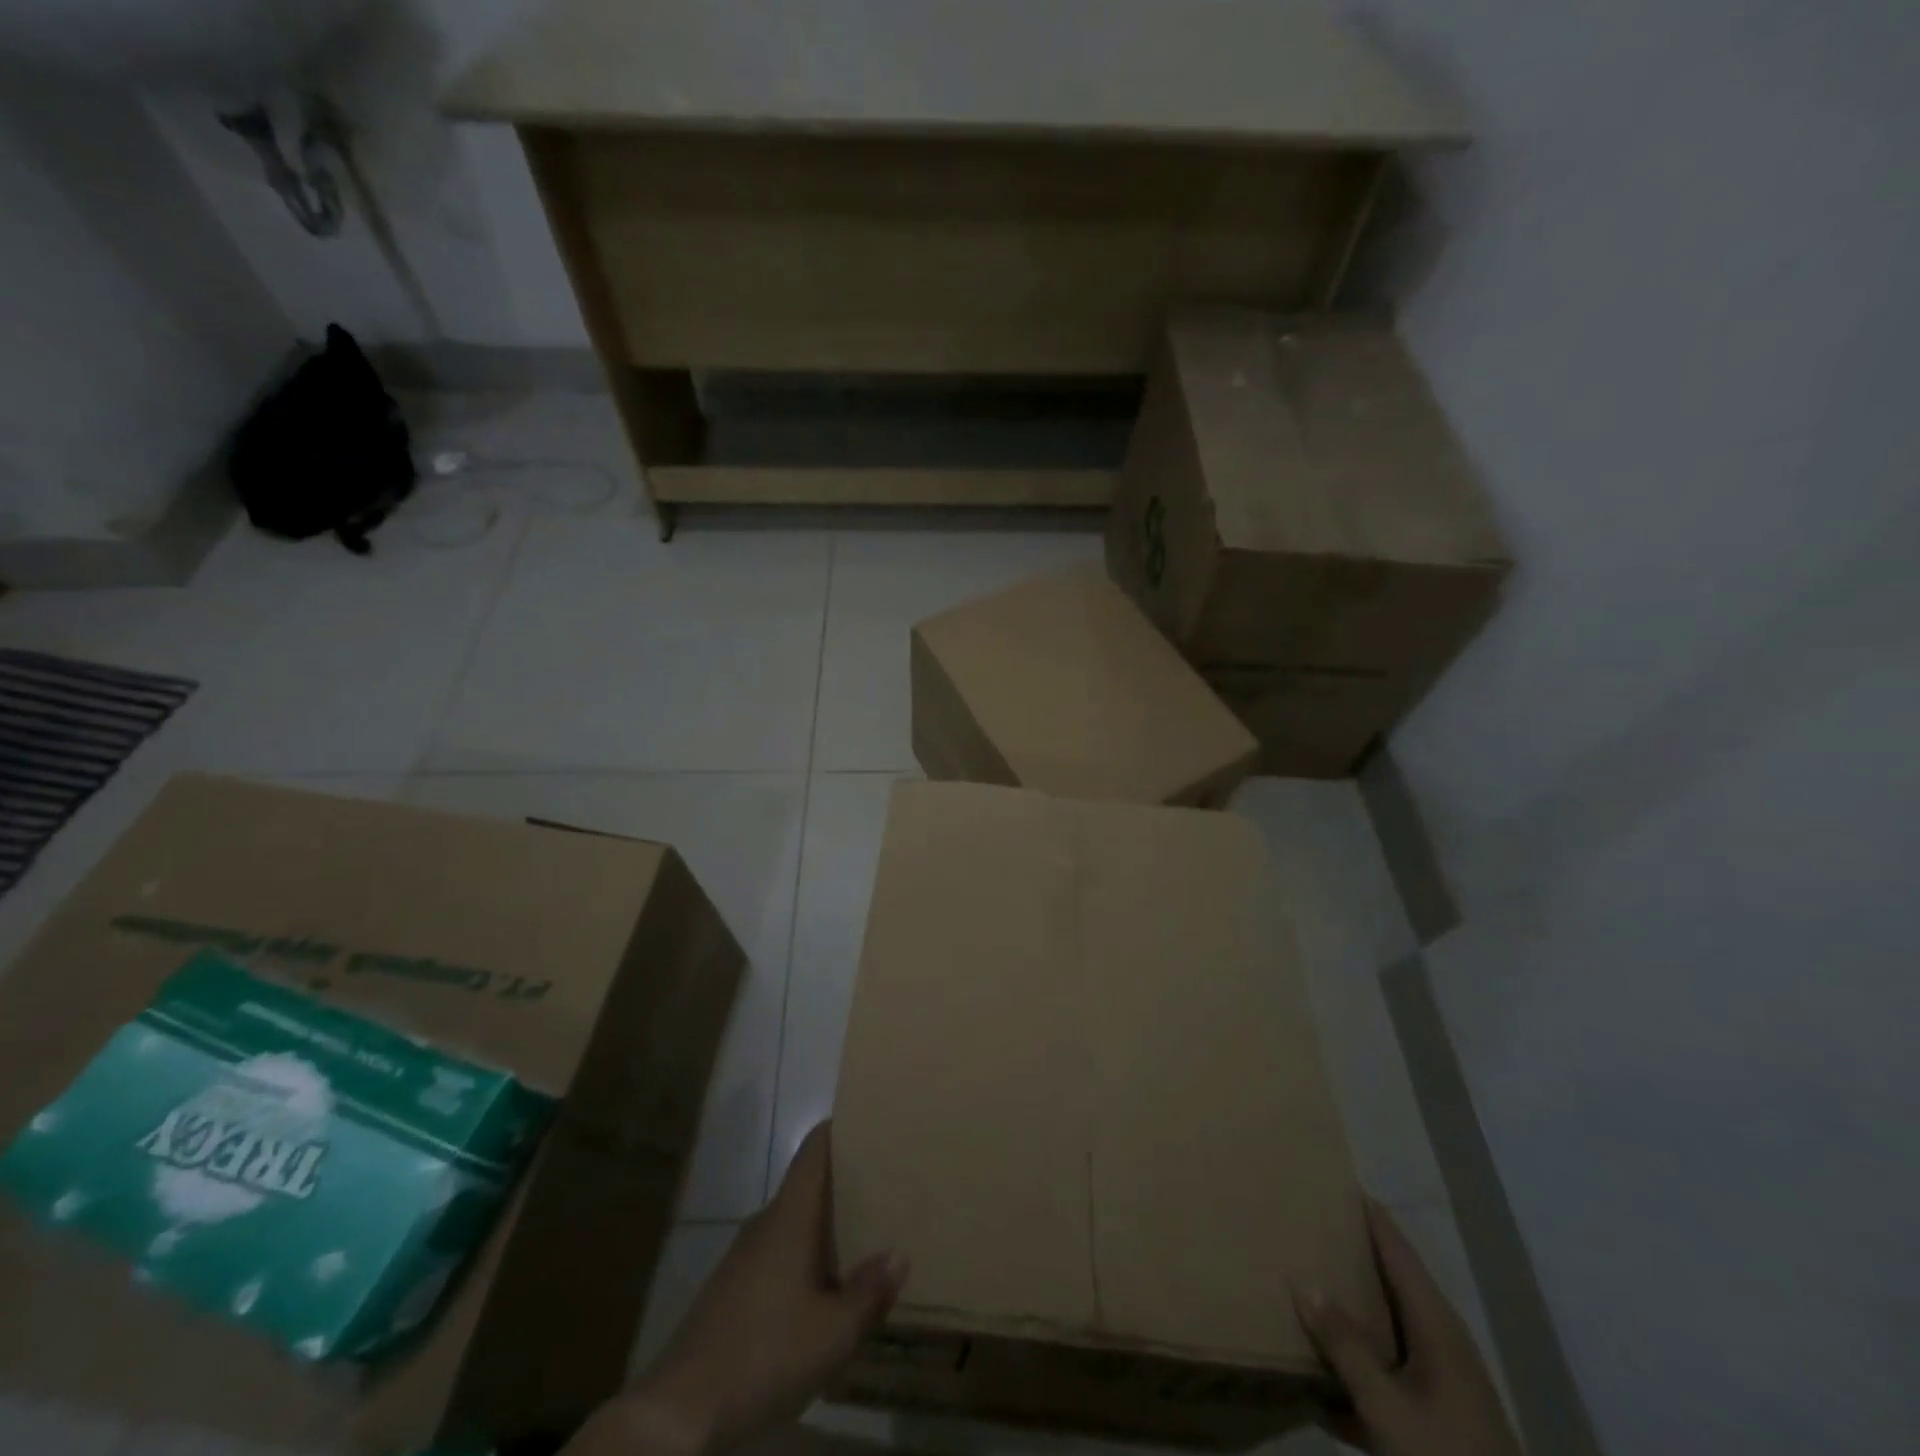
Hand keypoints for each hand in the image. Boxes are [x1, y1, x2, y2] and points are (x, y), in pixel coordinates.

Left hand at [570, 1123, 908, 1455]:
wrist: (679, 1412)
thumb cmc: (765, 1353)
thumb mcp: (834, 1333)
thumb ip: (868, 1292)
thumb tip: (898, 1255)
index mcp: (790, 1215)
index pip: (815, 1148)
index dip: (842, 1129)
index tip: (873, 1125)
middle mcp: (766, 1222)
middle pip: (808, 1186)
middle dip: (844, 1185)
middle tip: (885, 1189)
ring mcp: (743, 1256)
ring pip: (793, 1224)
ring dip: (825, 1228)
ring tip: (864, 1240)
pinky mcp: (731, 1290)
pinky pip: (778, 1255)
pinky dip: (805, 1259)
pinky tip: (823, 1293)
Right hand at [1297, 1199, 1521, 1455]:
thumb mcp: (1387, 1407)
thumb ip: (1345, 1345)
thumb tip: (1303, 1280)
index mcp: (1437, 1325)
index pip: (1397, 1248)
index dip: (1367, 1213)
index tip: (1333, 1178)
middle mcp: (1443, 1341)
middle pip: (1392, 1280)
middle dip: (1352, 1253)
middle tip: (1306, 1223)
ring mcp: (1446, 1381)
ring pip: (1389, 1326)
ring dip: (1352, 1307)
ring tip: (1305, 1285)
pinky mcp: (1440, 1415)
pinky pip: (1390, 1368)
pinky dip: (1360, 1361)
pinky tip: (1321, 1385)